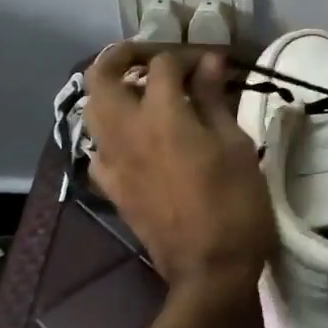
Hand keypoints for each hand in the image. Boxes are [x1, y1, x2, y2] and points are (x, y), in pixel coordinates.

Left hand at [84, 43, 274, 327]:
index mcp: (161, 116)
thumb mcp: (234, 144)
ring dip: (113, 89)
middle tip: (154, 58)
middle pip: (102, 75)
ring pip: (93, 108)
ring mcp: (113, 161)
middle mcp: (126, 132)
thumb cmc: (233, 204)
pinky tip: (137, 136)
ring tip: (145, 91)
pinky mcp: (111, 188)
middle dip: (124, 56)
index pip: (162, 64)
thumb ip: (213, 99)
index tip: (210, 62)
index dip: (186, 55)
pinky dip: (112, 131)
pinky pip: (99, 147)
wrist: (209, 273)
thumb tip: (208, 62)